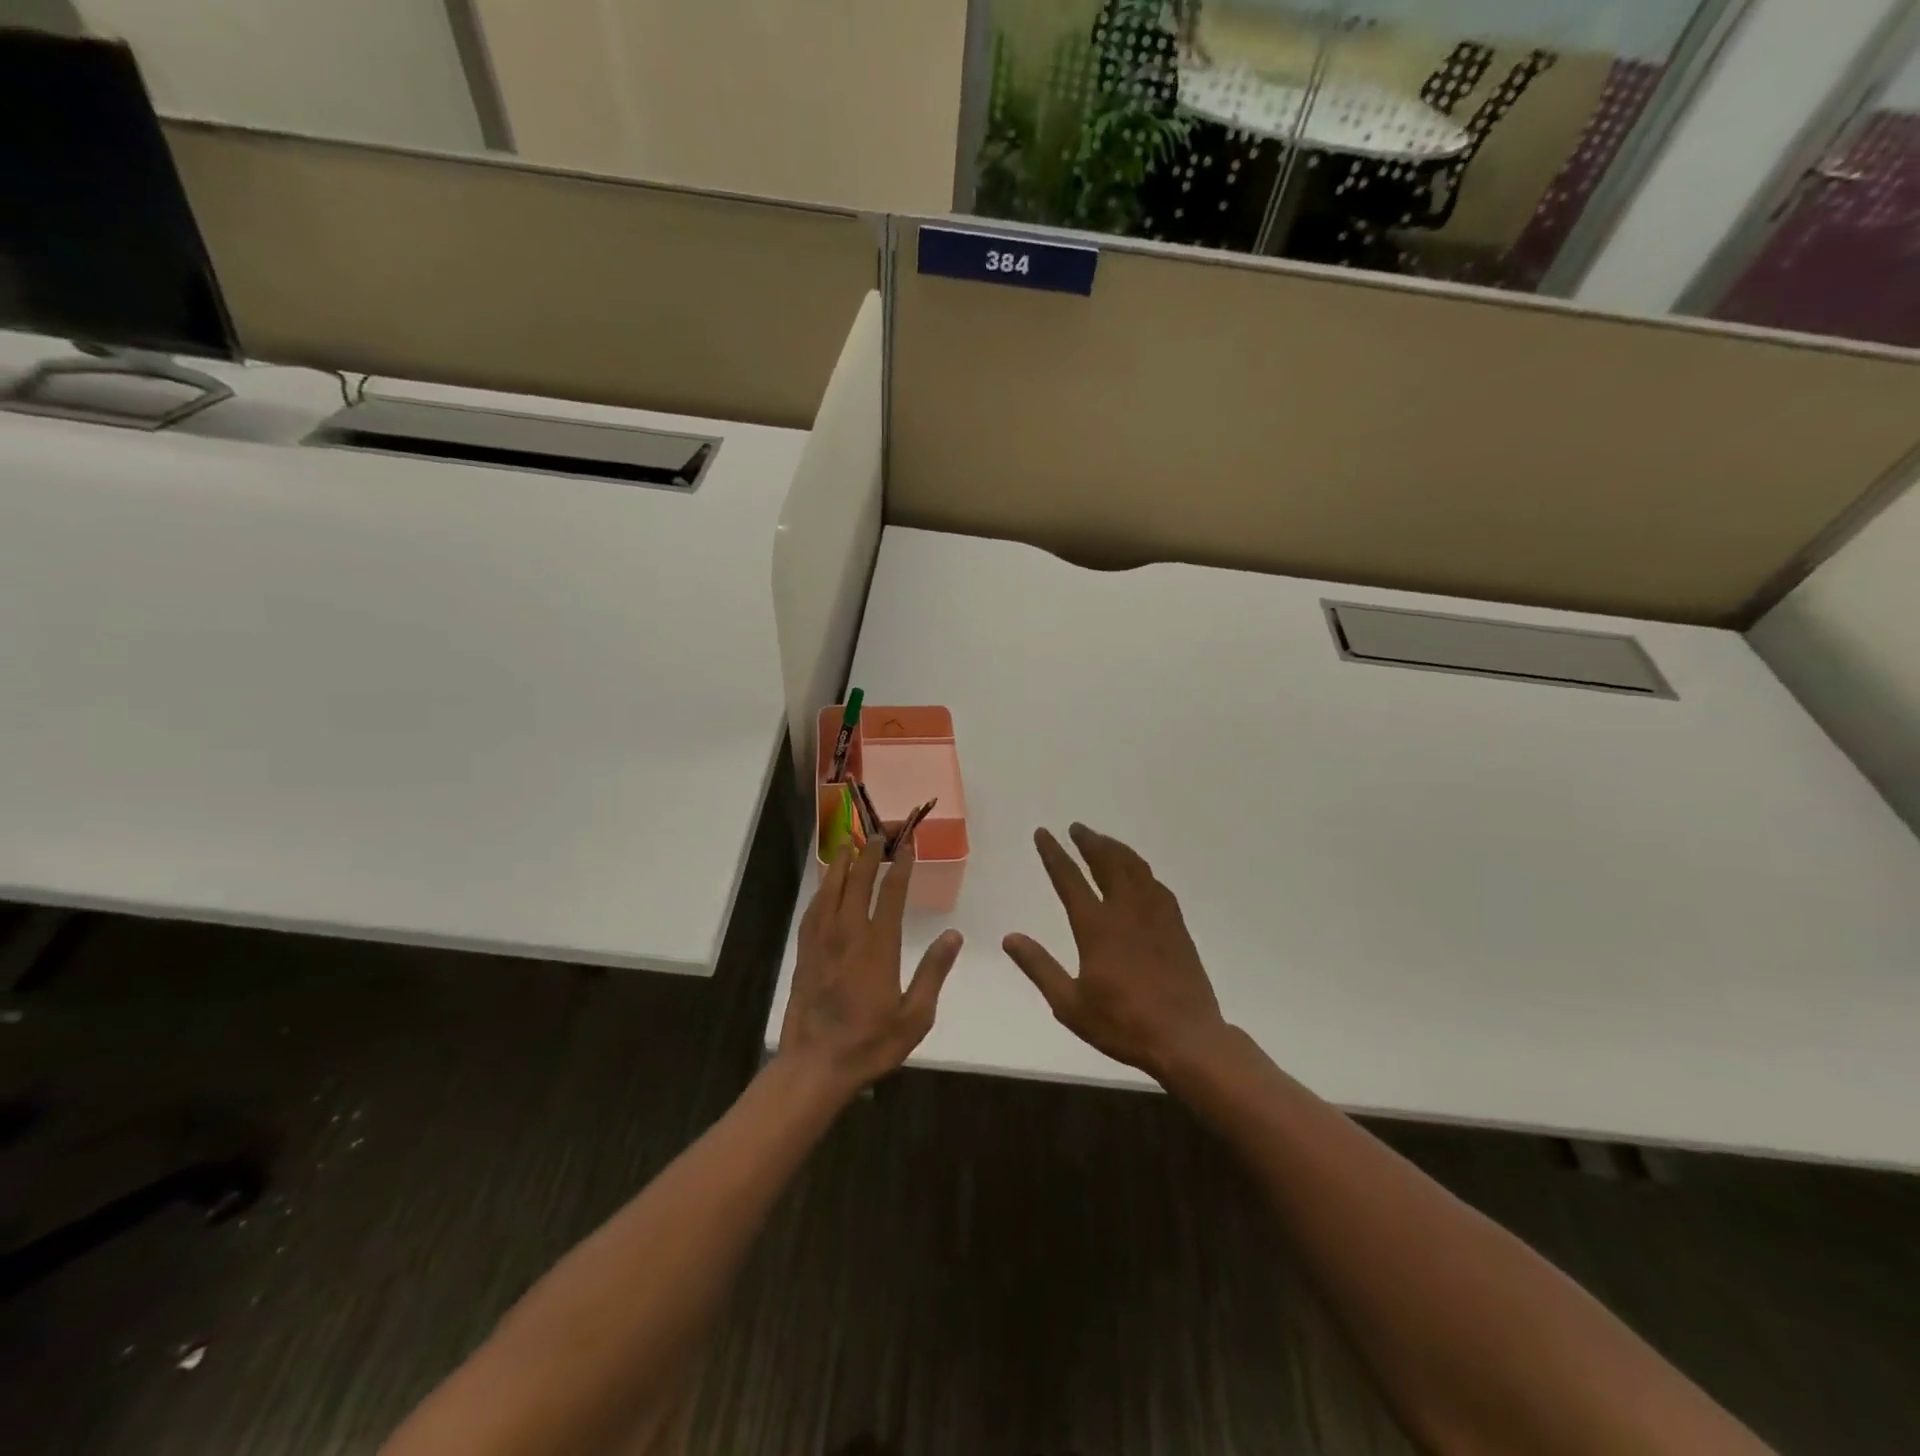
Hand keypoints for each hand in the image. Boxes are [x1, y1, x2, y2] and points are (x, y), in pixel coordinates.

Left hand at [779, 834, 962, 1096]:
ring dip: (842, 864)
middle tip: (878, 833)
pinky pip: (813, 910)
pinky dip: (821, 890)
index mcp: (878, 946)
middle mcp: (847, 934)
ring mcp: (821, 941)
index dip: (900, 865)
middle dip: (869, 854)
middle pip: (857, 882)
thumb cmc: (871, 1043)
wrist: (816, 1065)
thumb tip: (954, 936)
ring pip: (830, 890)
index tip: (908, 844)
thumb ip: (933, 972)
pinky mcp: (804, 953)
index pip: (890, 893)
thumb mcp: (915, 1016)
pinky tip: (825, 885)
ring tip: (850, 843)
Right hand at [1003, 824, 1227, 1081]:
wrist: (1185, 1038)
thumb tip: (1009, 937)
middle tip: (1076, 828)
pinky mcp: (1176, 926)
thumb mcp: (1069, 1004)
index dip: (1054, 854)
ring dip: (1116, 849)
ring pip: (1135, 868)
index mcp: (1096, 926)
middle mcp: (1126, 910)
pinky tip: (1139, 873)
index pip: (1070, 878)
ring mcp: (1156, 915)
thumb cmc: (1122, 1024)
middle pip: (1106, 862)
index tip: (1044, 833)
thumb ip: (1039, 967)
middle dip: (1089, 842)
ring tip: (1103, 840)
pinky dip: (1141, 870)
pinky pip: (1156, 885)